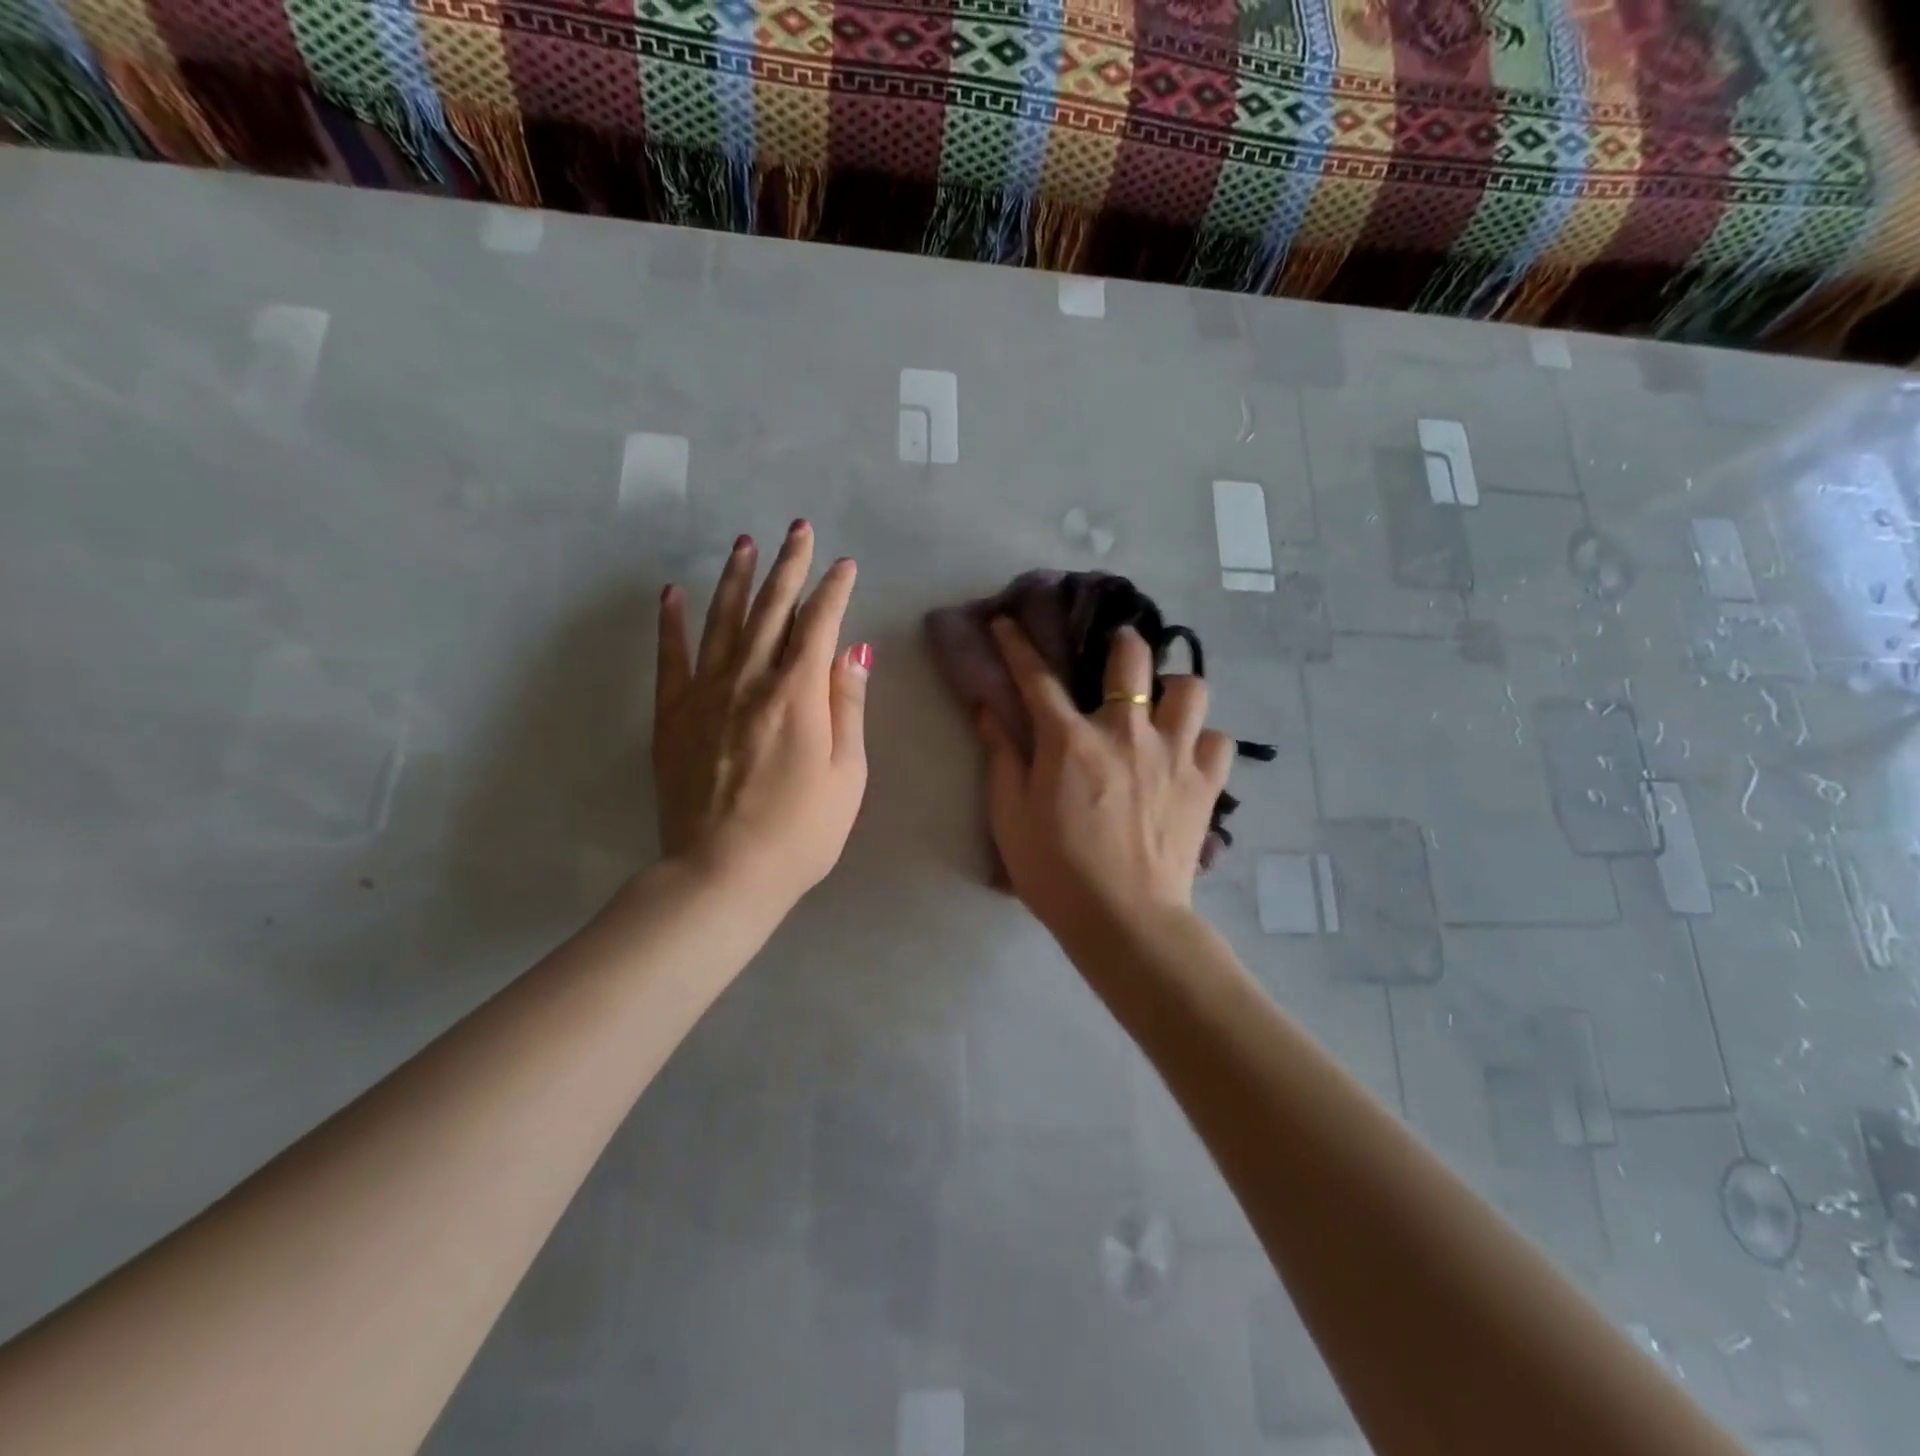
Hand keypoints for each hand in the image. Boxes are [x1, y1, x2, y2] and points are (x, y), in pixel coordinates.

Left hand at [653, 522, 869, 909]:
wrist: (723, 873)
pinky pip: (670, 657)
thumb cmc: (802, 831)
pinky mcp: (672, 715)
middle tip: (798, 529)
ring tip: (744, 543)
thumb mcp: (848, 774)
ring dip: (735, 578)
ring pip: (722, 620)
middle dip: (789, 565)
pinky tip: (672, 593)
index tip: (844, 565)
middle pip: (771, 609)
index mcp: (798, 693)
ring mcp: (705, 694)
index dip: (834, 590)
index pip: (820, 624)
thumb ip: (847, 706)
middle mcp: (750, 679)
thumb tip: (854, 650)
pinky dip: (671, 622)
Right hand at [976, 617, 1231, 938]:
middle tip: (1116, 655)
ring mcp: (1173, 755)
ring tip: (1162, 707)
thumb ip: (1001, 756)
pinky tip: (1188, 755)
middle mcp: (1126, 732)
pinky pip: (1218, 741)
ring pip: (1191, 689)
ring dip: (1174, 690)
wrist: (1123, 920)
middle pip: (1132, 658)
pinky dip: (1203, 741)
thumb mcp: (1009, 815)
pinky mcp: (1206, 784)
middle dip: (1121, 643)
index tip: (1008, 622)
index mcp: (1070, 740)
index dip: (1018, 645)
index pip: (1038, 677)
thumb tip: (988, 710)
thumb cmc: (1055, 870)